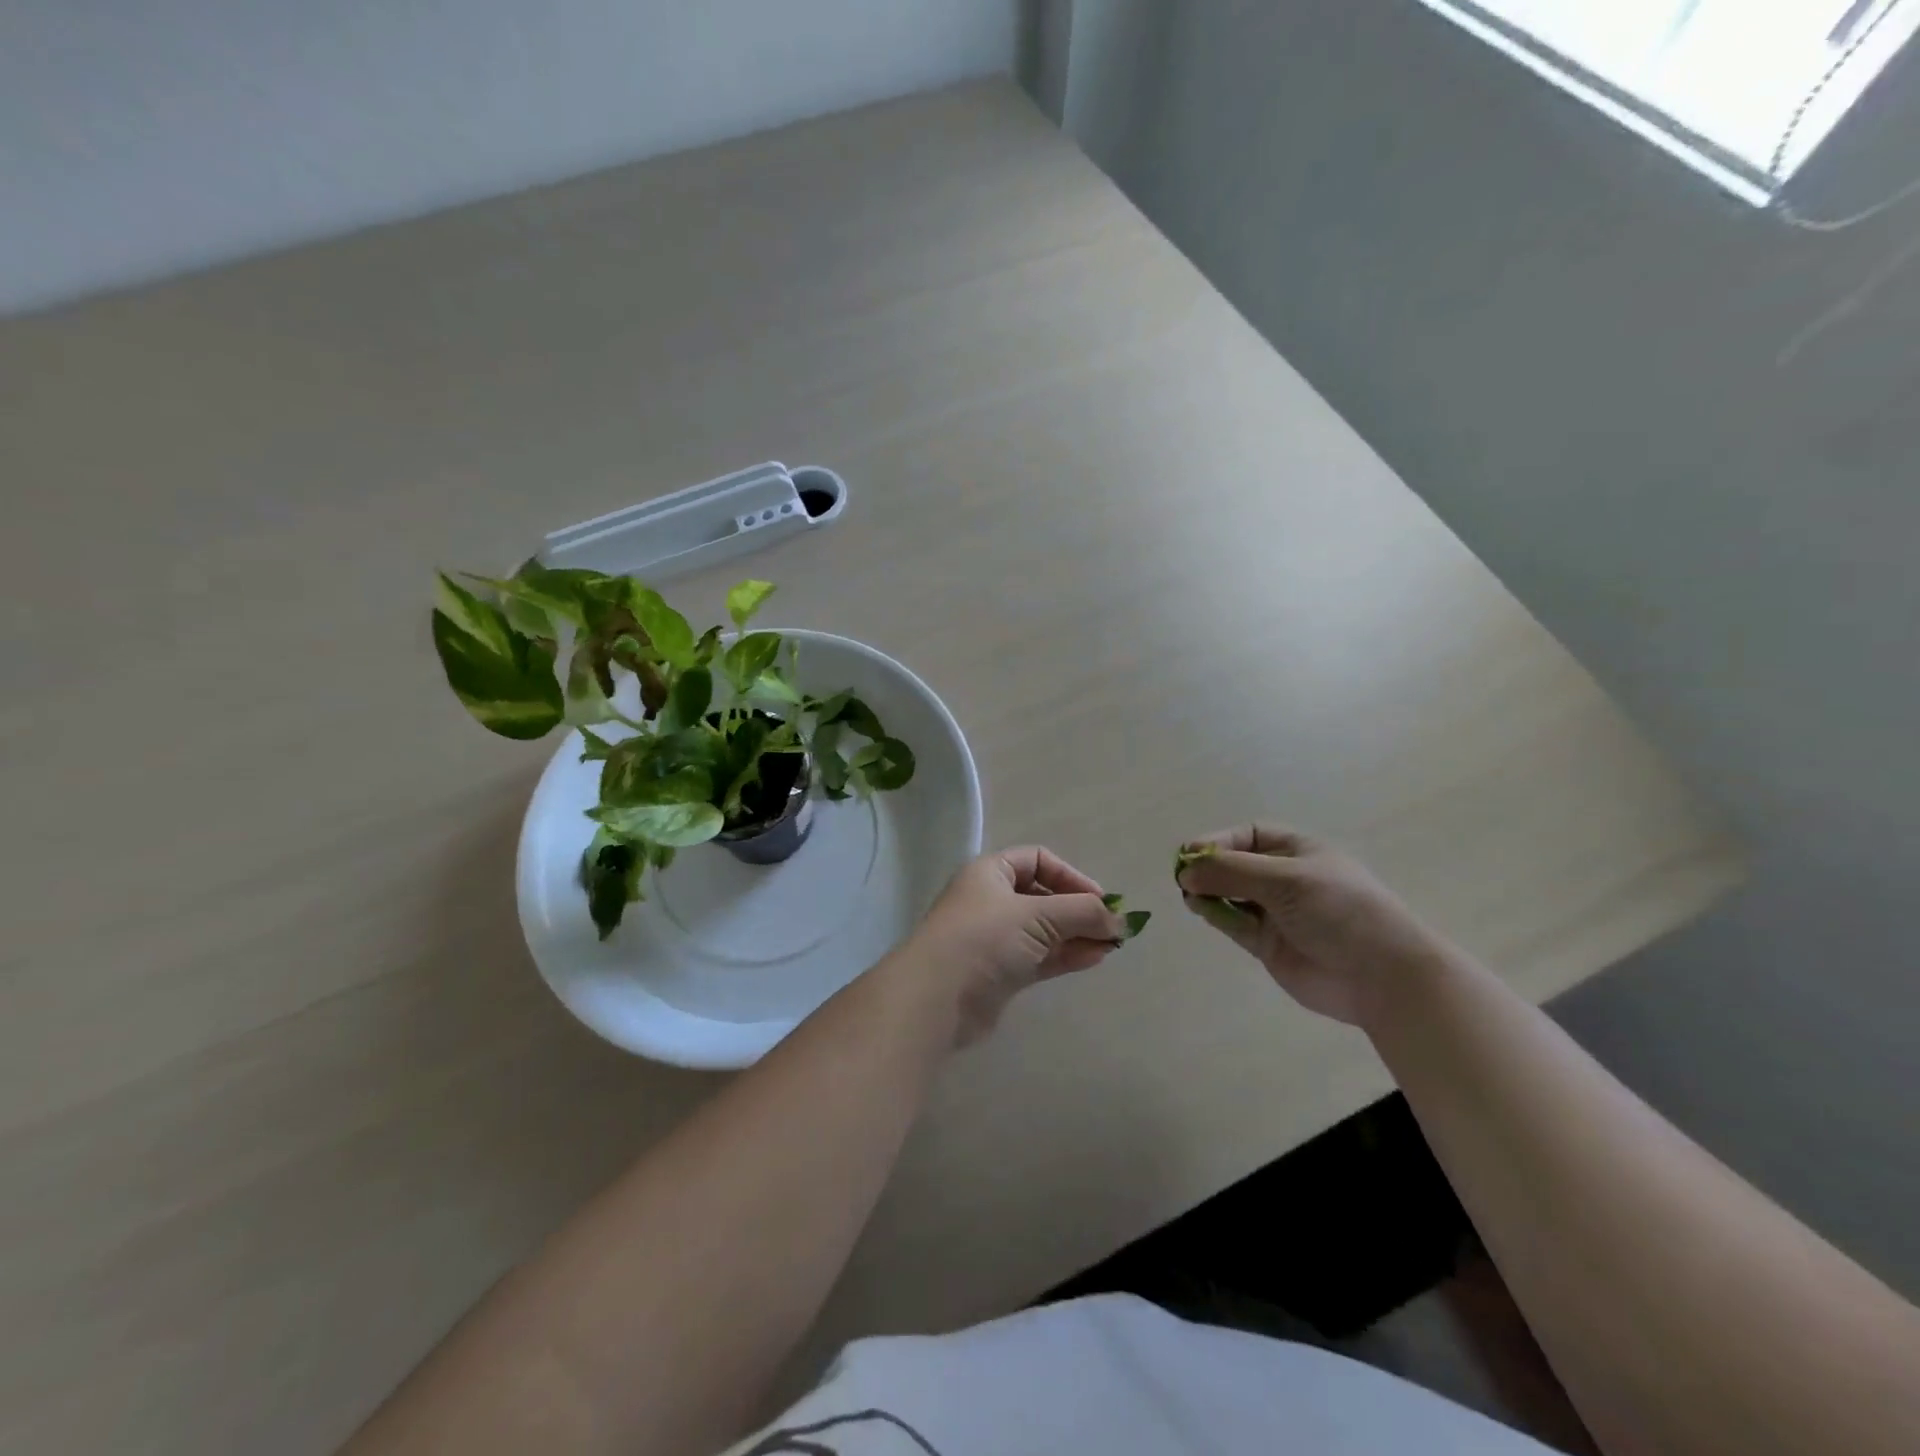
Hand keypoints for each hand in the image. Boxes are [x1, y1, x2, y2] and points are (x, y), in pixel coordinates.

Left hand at [903, 847, 1127, 1046]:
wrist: (937, 997)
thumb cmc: (984, 938)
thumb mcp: (1037, 915)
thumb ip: (1082, 913)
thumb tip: (1119, 919)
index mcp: (990, 872)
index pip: (1037, 860)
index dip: (1070, 876)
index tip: (1099, 899)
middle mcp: (990, 900)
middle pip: (1043, 896)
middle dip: (1078, 909)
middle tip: (1113, 927)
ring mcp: (994, 938)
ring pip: (1043, 930)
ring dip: (1076, 935)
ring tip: (1112, 945)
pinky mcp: (999, 973)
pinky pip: (1039, 956)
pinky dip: (1065, 955)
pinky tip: (1094, 959)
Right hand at [1175, 824, 1451, 1027]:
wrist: (1382, 976)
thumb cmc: (1340, 910)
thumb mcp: (1286, 878)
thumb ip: (1232, 872)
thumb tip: (1186, 871)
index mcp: (1300, 852)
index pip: (1250, 836)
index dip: (1220, 841)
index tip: (1191, 852)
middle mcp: (1286, 879)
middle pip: (1236, 865)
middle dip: (1210, 867)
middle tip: (1182, 876)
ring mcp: (1277, 914)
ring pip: (1231, 895)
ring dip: (1208, 891)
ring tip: (1189, 894)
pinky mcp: (1269, 945)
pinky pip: (1234, 924)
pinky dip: (1215, 915)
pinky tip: (1200, 909)